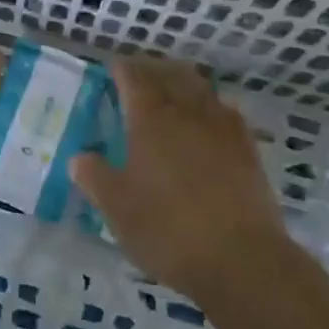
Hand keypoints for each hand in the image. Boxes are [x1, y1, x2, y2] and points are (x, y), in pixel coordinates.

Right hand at [72, 57, 288, 298]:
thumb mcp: (117, 208)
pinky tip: (207, 121)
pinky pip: (224, 110)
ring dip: (181, 81)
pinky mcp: (248, 147)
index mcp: (150, 118)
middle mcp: (187, 111)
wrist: (242, 260)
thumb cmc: (168, 230)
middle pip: (169, 73)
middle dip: (151, 68)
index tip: (111, 69)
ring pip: (200, 87)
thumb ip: (94, 177)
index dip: (121, 68)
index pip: (133, 76)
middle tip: (138, 76)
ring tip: (171, 92)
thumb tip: (80, 157)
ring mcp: (222, 126)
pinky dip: (209, 105)